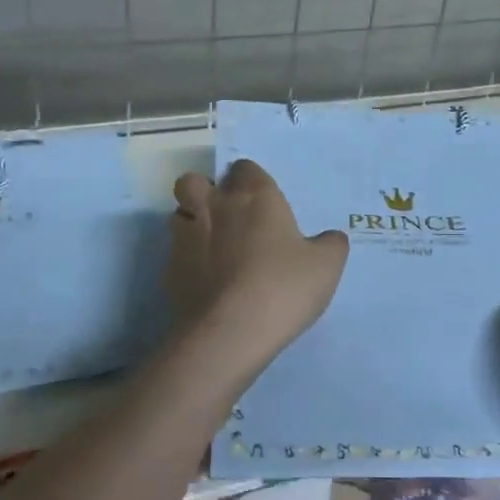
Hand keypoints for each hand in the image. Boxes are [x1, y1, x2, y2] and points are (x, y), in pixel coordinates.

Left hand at [166, 159, 348, 368]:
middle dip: (205, 191)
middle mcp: (214, 207)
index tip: (263, 201)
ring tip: (212, 248)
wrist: (229, 332)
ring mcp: (185, 238)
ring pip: (177, 215)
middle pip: (194, 181)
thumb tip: (329, 238)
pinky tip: (205, 283)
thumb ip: (330, 244)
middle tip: (226, 216)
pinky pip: (174, 255)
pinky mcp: (169, 271)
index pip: (244, 167)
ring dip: (191, 223)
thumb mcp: (326, 266)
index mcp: (253, 196)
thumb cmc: (283, 287)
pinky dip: (186, 263)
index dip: (251, 180)